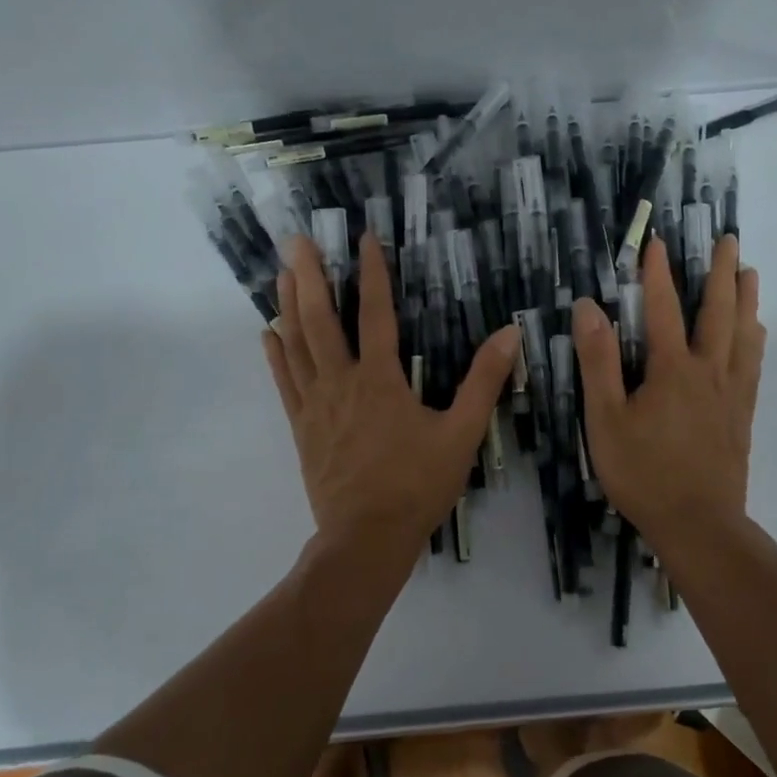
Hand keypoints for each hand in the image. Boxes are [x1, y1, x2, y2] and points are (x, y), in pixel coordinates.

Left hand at [263, 233, 519, 554]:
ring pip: (296, 344)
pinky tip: (267, 333)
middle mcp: (341, 382)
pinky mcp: (301, 427)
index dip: (371, 273)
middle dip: (310, 276)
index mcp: (380, 379)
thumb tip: (509, 333)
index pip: (375, 313)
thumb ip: (484, 381)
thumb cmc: (417, 485)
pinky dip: (276, 354)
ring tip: (282, 272)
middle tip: (296, 240)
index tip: (364, 238)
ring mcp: (315, 404)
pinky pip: (284, 382)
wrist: (366, 539)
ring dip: (288, 305)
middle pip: (320, 319)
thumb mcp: (462, 433)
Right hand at [572, 235, 764, 538]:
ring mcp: (731, 392)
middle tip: (729, 240)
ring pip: (743, 334)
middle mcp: (708, 371)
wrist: (699, 524)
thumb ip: (597, 362)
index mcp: (671, 369)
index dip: (657, 273)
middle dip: (720, 272)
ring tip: (750, 272)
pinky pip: (753, 364)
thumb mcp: (605, 419)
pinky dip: (755, 339)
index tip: (657, 241)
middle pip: (717, 311)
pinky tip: (757, 332)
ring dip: (745, 299)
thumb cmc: (643, 473)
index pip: (662, 308)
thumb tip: (588, 308)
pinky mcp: (742, 414)